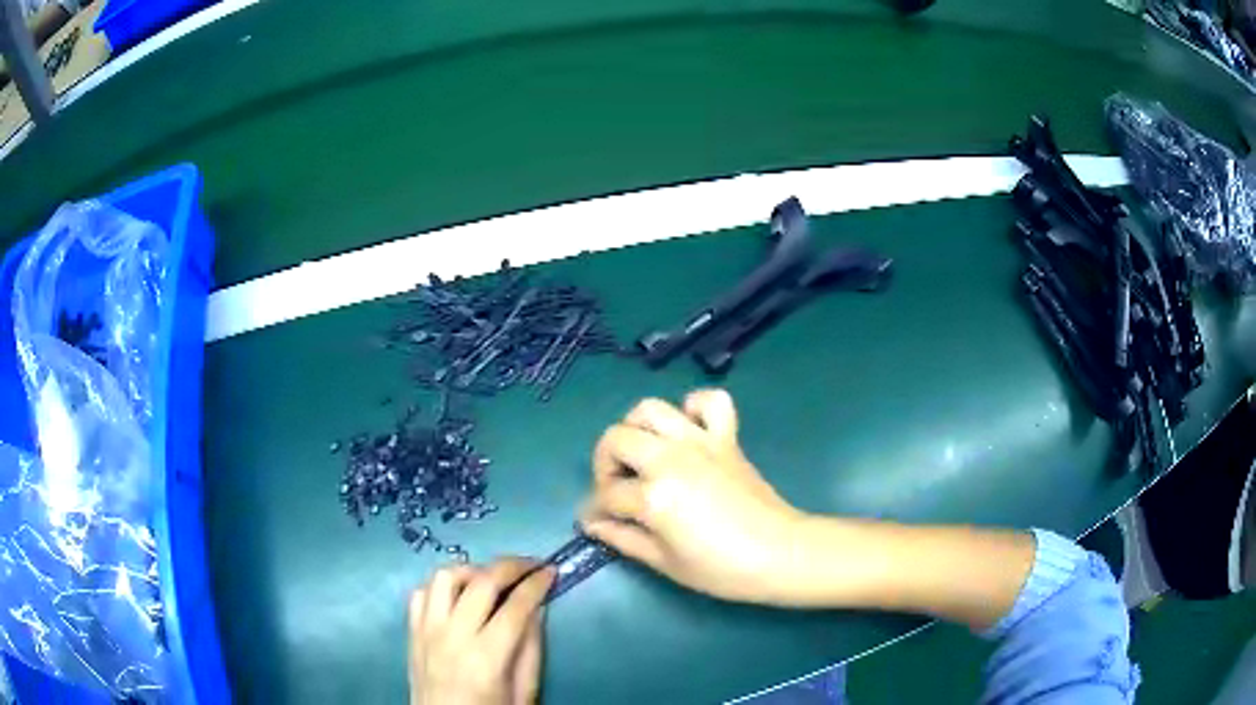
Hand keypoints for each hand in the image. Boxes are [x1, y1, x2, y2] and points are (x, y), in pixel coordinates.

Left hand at [409, 559, 555, 704]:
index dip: (537, 583)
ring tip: (492, 579)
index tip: (552, 571)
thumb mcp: (523, 692)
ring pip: (445, 577)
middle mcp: (453, 636)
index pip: (515, 606)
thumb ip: (530, 649)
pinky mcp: (411, 631)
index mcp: (486, 657)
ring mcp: (427, 630)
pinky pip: (421, 592)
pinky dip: (441, 586)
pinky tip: (458, 595)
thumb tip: (537, 608)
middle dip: (511, 566)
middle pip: (481, 582)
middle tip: (531, 564)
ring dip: (472, 570)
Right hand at [580, 389, 804, 603]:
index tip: (597, 522)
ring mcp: (700, 442)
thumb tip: (593, 524)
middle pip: (616, 439)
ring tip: (643, 455)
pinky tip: (688, 431)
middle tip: (618, 489)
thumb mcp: (664, 562)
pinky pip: (710, 402)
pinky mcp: (726, 438)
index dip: (595, 510)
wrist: (780, 554)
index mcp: (653, 496)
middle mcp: (670, 458)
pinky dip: (694, 407)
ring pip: (651, 409)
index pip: (607, 494)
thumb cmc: (721, 568)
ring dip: (637, 428)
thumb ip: (623, 538)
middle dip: (605, 464)